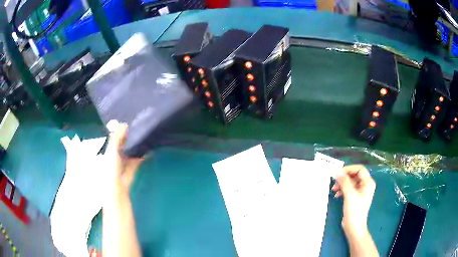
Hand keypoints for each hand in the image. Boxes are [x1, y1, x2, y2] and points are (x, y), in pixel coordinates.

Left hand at [105, 123, 143, 192]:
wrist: (117, 190)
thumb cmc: (111, 169)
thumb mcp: (112, 151)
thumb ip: (116, 138)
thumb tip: (124, 123)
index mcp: (109, 151)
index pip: (115, 138)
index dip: (121, 131)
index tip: (130, 122)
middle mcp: (116, 156)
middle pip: (123, 145)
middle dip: (130, 138)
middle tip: (140, 128)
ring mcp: (124, 164)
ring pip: (130, 152)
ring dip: (136, 147)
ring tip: (144, 137)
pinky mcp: (131, 170)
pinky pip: (136, 160)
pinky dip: (141, 156)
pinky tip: (147, 151)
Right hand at [331, 165, 375, 239]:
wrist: (354, 227)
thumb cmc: (355, 210)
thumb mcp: (349, 194)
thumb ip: (344, 181)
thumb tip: (337, 171)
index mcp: (368, 182)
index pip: (359, 169)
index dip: (349, 169)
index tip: (338, 172)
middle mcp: (365, 185)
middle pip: (354, 175)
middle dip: (344, 178)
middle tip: (334, 181)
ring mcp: (360, 192)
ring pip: (350, 182)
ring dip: (342, 184)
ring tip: (333, 189)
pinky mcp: (355, 198)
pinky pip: (348, 189)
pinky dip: (342, 190)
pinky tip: (336, 195)